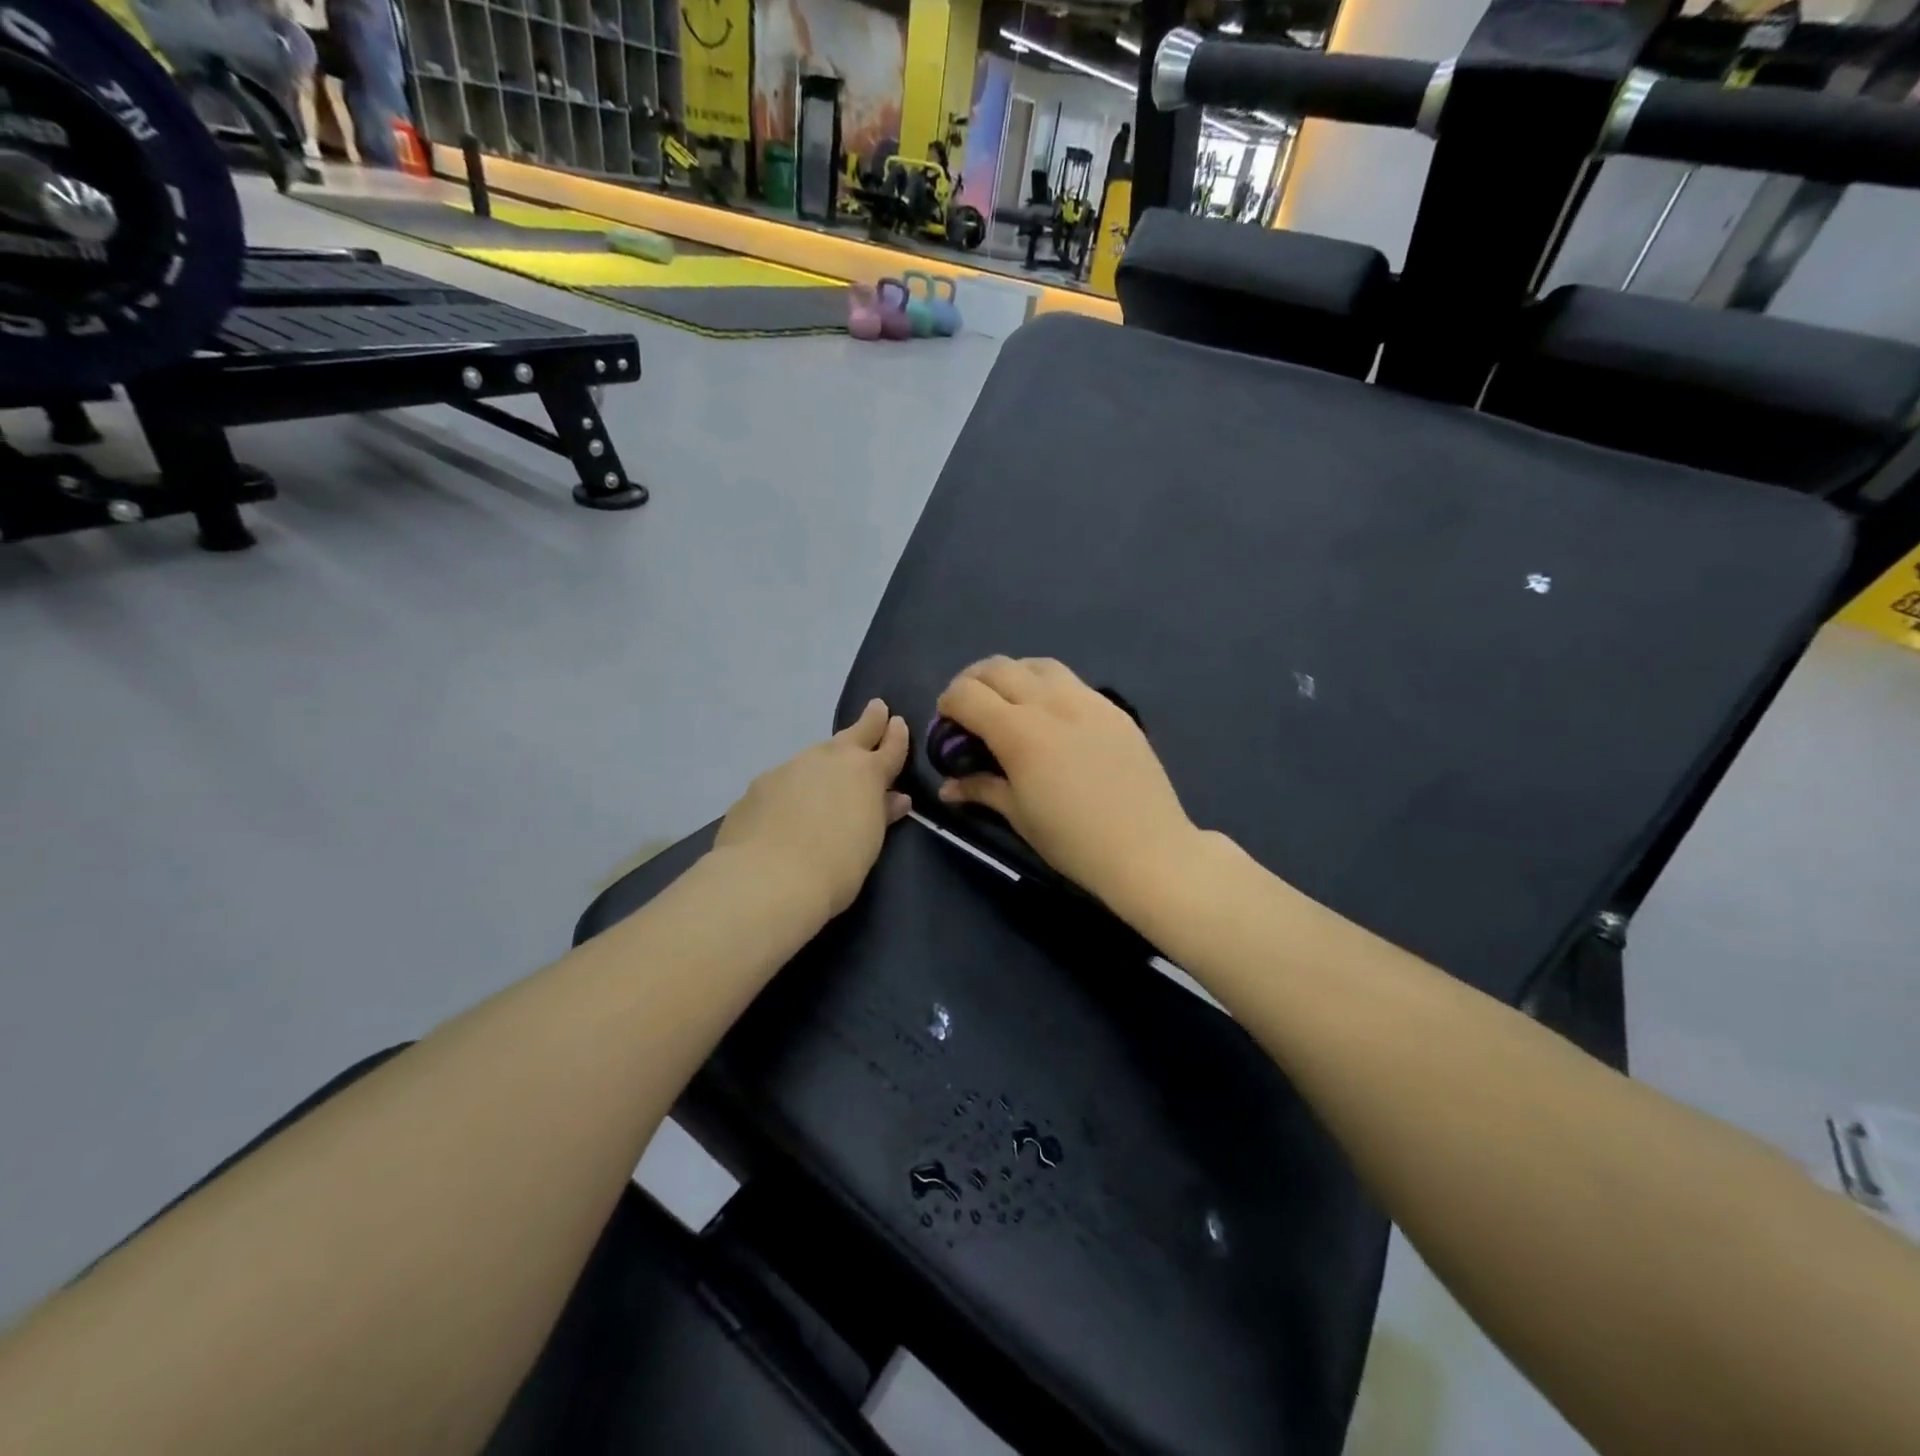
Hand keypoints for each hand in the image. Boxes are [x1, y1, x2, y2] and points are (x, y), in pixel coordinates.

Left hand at [716, 700, 911, 918]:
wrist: (767, 878)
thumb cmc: (836, 868)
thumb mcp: (869, 843)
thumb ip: (881, 815)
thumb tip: (896, 798)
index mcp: (865, 773)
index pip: (889, 748)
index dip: (896, 736)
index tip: (898, 722)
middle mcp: (828, 760)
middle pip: (854, 735)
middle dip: (868, 722)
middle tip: (876, 708)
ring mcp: (789, 768)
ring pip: (814, 755)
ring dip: (826, 758)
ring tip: (829, 770)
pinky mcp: (759, 785)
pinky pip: (784, 779)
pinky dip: (793, 786)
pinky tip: (787, 806)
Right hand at [935, 658, 1203, 917]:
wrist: (1147, 848)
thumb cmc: (1073, 840)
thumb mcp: (1019, 815)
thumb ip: (981, 789)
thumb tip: (948, 786)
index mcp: (1019, 732)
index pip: (967, 694)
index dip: (947, 703)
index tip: (947, 724)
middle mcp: (1050, 703)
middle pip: (997, 668)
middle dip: (973, 682)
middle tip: (970, 709)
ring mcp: (1086, 700)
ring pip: (1037, 664)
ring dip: (1012, 675)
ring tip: (1009, 702)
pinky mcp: (1113, 708)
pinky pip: (1071, 681)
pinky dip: (1047, 686)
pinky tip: (1051, 715)